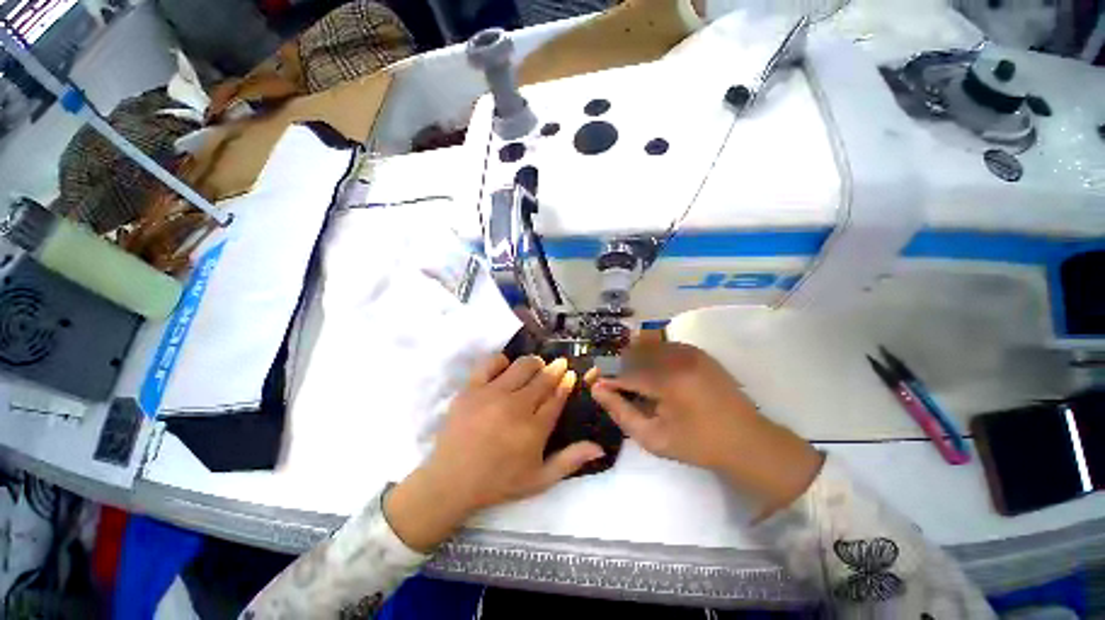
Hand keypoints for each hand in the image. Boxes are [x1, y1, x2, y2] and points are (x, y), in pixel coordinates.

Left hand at [385, 355, 603, 550]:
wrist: (451, 481)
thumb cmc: (498, 482)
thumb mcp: (539, 479)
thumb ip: (570, 461)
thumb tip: (599, 447)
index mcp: (534, 429)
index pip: (557, 397)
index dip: (566, 383)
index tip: (570, 375)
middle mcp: (516, 407)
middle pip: (543, 378)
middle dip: (555, 369)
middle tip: (558, 366)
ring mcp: (492, 395)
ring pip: (522, 365)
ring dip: (533, 363)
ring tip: (535, 367)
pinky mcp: (471, 389)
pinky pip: (491, 363)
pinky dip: (502, 362)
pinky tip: (505, 370)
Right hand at [591, 342, 822, 517]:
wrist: (747, 440)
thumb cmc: (697, 444)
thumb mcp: (653, 438)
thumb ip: (621, 412)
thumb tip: (597, 390)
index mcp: (667, 380)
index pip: (624, 372)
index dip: (606, 377)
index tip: (594, 382)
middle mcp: (677, 357)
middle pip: (633, 352)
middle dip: (618, 365)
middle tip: (613, 383)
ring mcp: (689, 351)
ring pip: (647, 345)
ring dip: (634, 358)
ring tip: (632, 379)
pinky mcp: (697, 351)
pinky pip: (663, 345)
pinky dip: (651, 354)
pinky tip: (652, 372)